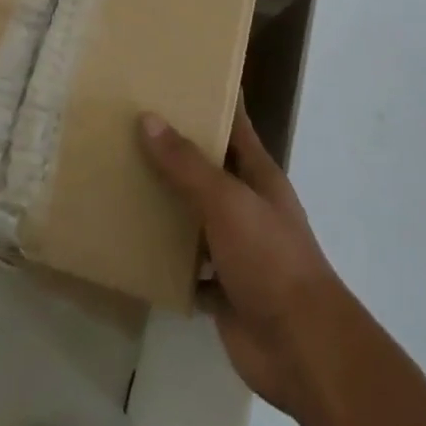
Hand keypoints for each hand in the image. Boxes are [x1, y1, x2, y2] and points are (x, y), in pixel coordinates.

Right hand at [139, 108, 349, 417]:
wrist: (302, 349)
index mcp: (258, 174)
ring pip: (196, 216)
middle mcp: (248, 204)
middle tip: (131, 125)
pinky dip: (166, 259)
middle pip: (210, 168)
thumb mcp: (226, 201)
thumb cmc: (270, 258)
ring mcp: (237, 248)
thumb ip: (187, 164)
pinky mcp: (223, 289)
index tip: (181, 76)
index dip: (214, 99)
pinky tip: (133, 246)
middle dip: (177, 150)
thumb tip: (148, 118)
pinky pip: (188, 267)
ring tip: (123, 178)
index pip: (235, 124)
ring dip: (168, 203)